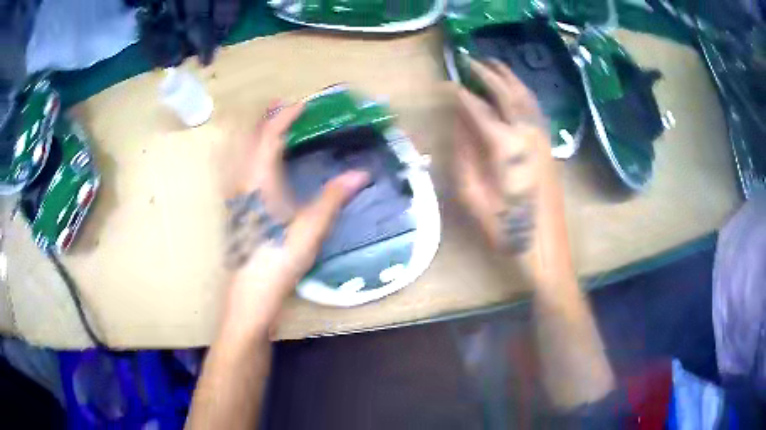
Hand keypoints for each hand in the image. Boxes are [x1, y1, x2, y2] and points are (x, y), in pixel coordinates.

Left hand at [222, 101, 368, 338]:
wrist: (251, 295)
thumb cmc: (278, 262)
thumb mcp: (310, 229)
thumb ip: (332, 198)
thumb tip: (360, 174)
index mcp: (259, 182)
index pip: (269, 136)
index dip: (285, 117)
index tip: (303, 104)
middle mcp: (242, 183)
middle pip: (248, 139)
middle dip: (265, 119)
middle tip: (283, 108)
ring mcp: (235, 196)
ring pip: (239, 153)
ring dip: (254, 134)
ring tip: (270, 126)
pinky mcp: (236, 209)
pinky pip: (238, 168)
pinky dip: (248, 153)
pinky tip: (258, 163)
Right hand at [453, 58, 570, 282]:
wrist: (545, 248)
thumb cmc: (505, 230)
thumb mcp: (473, 197)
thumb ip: (464, 155)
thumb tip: (458, 125)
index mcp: (505, 147)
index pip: (477, 109)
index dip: (459, 94)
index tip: (445, 83)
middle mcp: (527, 134)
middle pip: (506, 92)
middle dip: (486, 73)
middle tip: (468, 60)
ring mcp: (542, 139)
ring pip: (525, 96)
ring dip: (508, 77)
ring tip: (492, 64)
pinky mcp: (549, 147)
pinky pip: (535, 109)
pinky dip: (523, 92)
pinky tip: (516, 89)